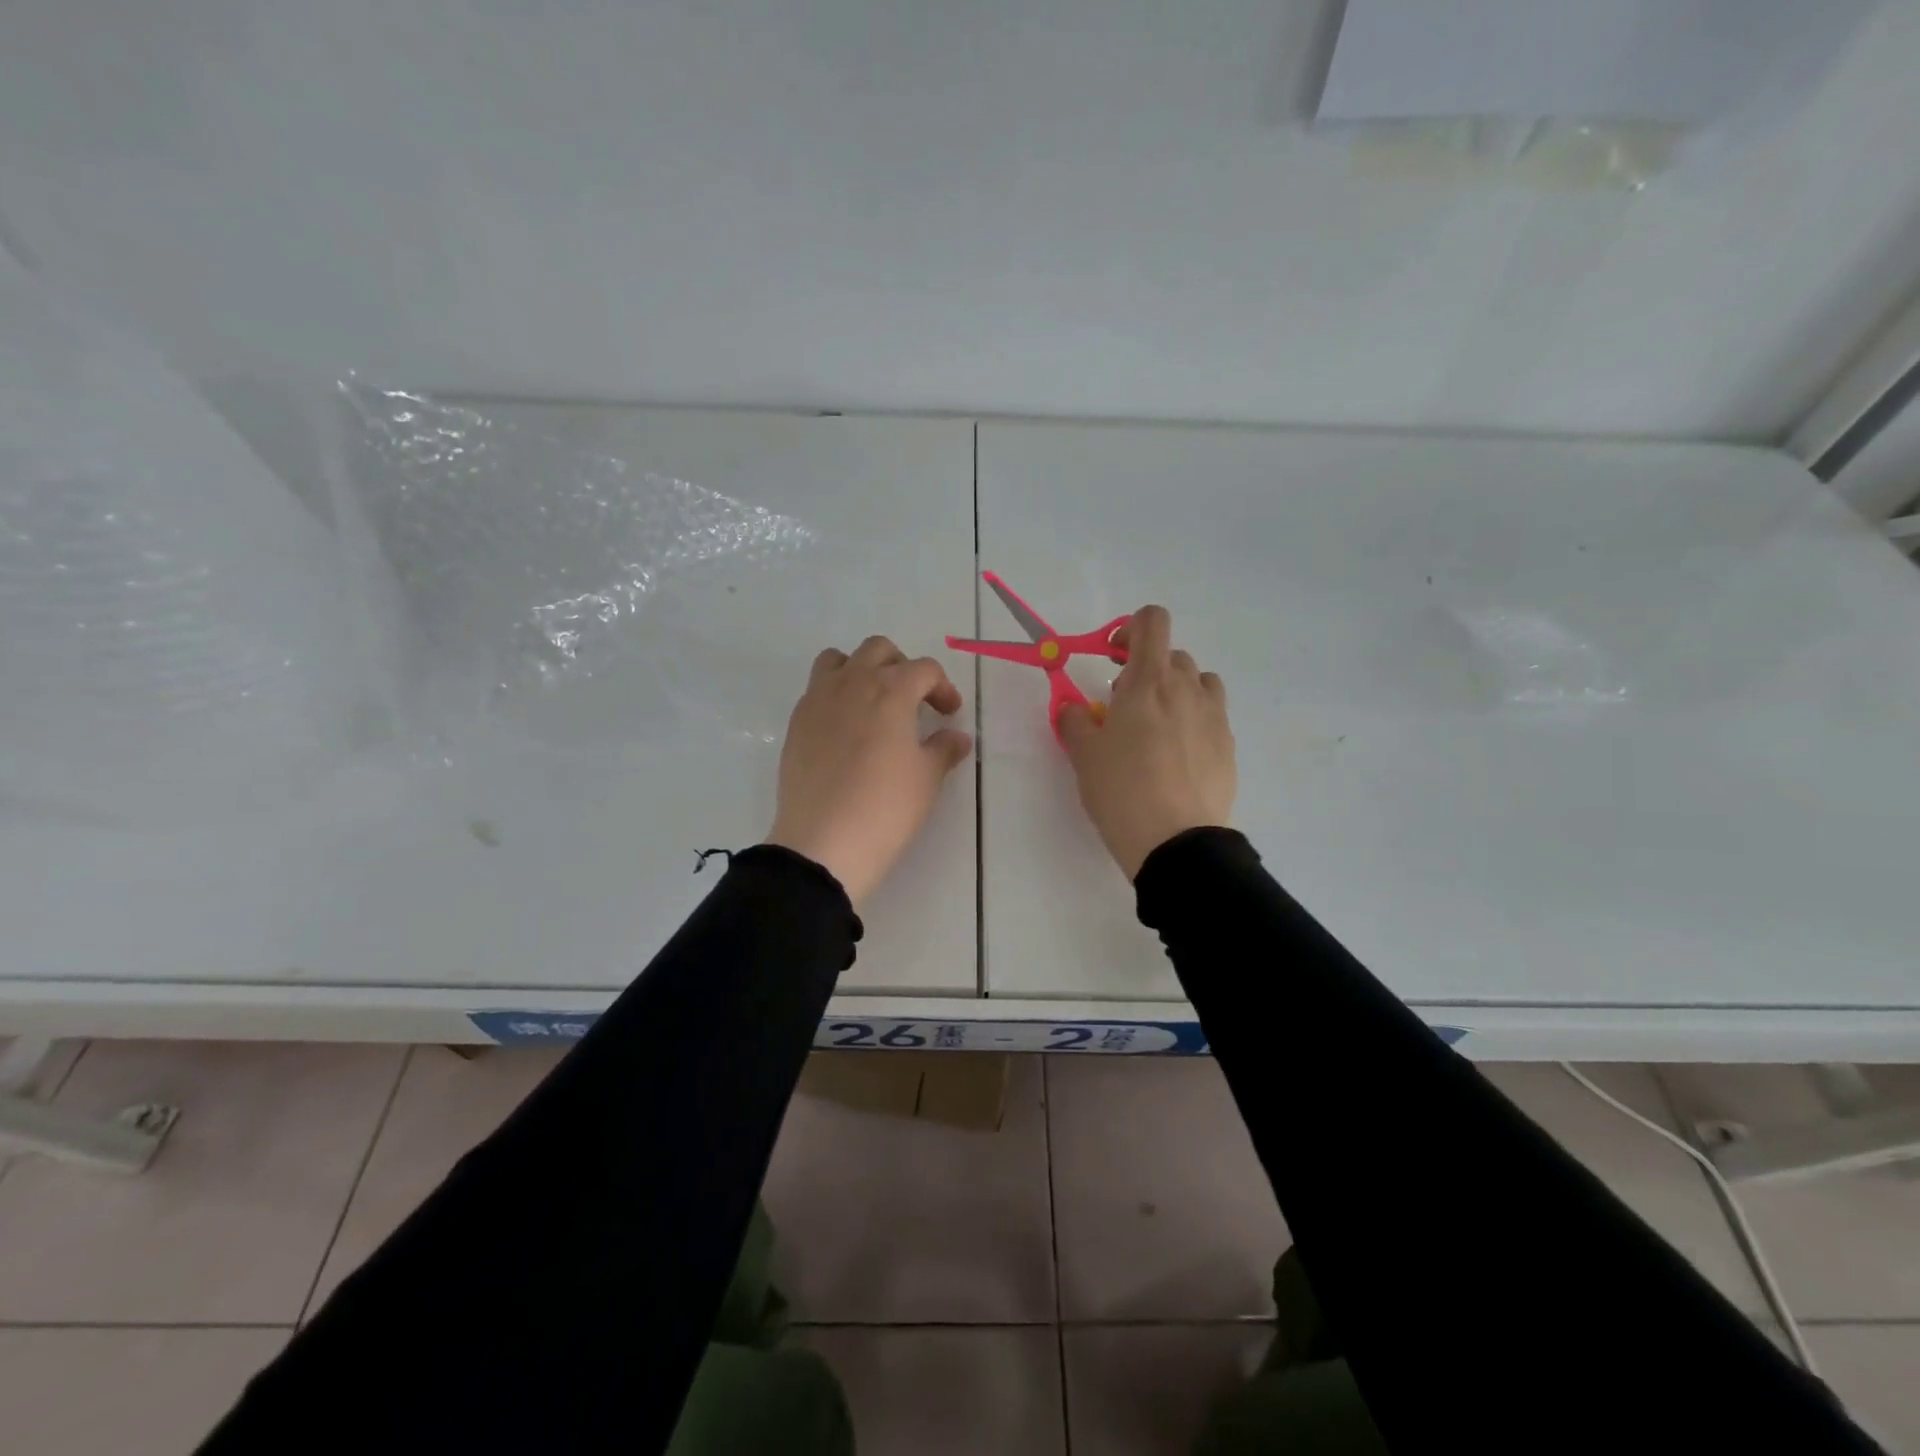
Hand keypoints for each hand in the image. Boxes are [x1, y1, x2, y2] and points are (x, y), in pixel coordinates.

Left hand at [767, 635, 973, 905]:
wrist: (824, 842)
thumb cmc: (886, 807)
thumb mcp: (926, 779)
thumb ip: (944, 749)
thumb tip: (957, 737)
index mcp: (891, 690)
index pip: (924, 669)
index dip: (943, 687)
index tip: (950, 713)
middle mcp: (853, 683)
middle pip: (879, 650)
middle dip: (902, 667)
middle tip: (914, 700)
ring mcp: (818, 700)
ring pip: (839, 659)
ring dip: (861, 670)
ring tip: (874, 703)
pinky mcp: (796, 722)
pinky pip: (817, 689)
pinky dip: (835, 695)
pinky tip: (846, 729)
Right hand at [1058, 605, 1234, 880]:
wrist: (1175, 841)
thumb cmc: (1121, 789)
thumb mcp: (1083, 754)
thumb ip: (1074, 719)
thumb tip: (1073, 707)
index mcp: (1148, 681)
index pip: (1152, 622)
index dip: (1130, 629)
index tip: (1112, 657)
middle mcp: (1187, 689)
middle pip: (1172, 654)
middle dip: (1147, 668)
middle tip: (1123, 705)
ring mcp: (1214, 716)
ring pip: (1198, 682)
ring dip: (1176, 690)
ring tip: (1156, 726)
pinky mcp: (1229, 745)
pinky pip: (1211, 715)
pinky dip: (1193, 720)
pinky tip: (1176, 756)